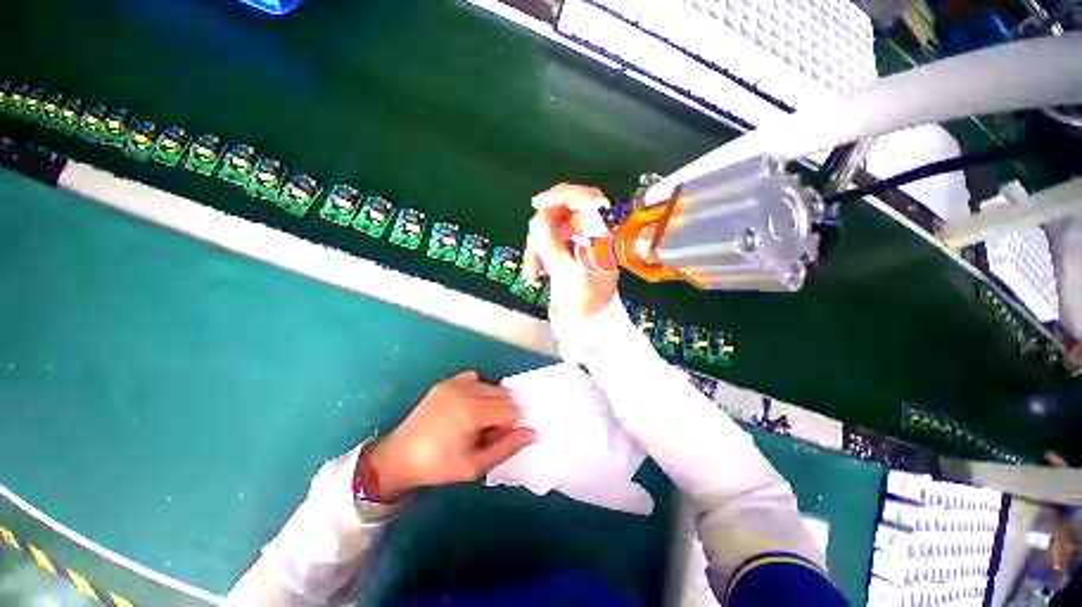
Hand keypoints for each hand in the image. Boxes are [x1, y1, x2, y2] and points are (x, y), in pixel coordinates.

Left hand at [369, 371, 536, 501]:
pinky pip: (474, 379)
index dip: (507, 426)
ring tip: (474, 422)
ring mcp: (454, 383)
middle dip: (502, 412)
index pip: (510, 409)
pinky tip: (466, 407)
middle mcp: (465, 390)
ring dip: (491, 402)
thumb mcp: (474, 465)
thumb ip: (506, 447)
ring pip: (491, 386)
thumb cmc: (438, 466)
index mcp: (472, 411)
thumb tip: (532, 433)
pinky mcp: (446, 382)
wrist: (399, 457)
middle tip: (485, 432)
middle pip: (503, 394)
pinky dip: (478, 390)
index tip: (492, 439)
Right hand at [524, 183, 619, 318]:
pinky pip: (551, 240)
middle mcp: (594, 233)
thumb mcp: (565, 273)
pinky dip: (540, 252)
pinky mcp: (571, 249)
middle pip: (564, 212)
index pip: (586, 199)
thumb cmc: (583, 300)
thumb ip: (550, 243)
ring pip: (553, 227)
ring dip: (538, 246)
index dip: (560, 195)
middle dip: (542, 231)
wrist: (587, 320)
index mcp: (602, 236)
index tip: (536, 204)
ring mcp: (582, 241)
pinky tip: (537, 270)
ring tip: (534, 270)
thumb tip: (537, 218)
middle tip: (533, 249)